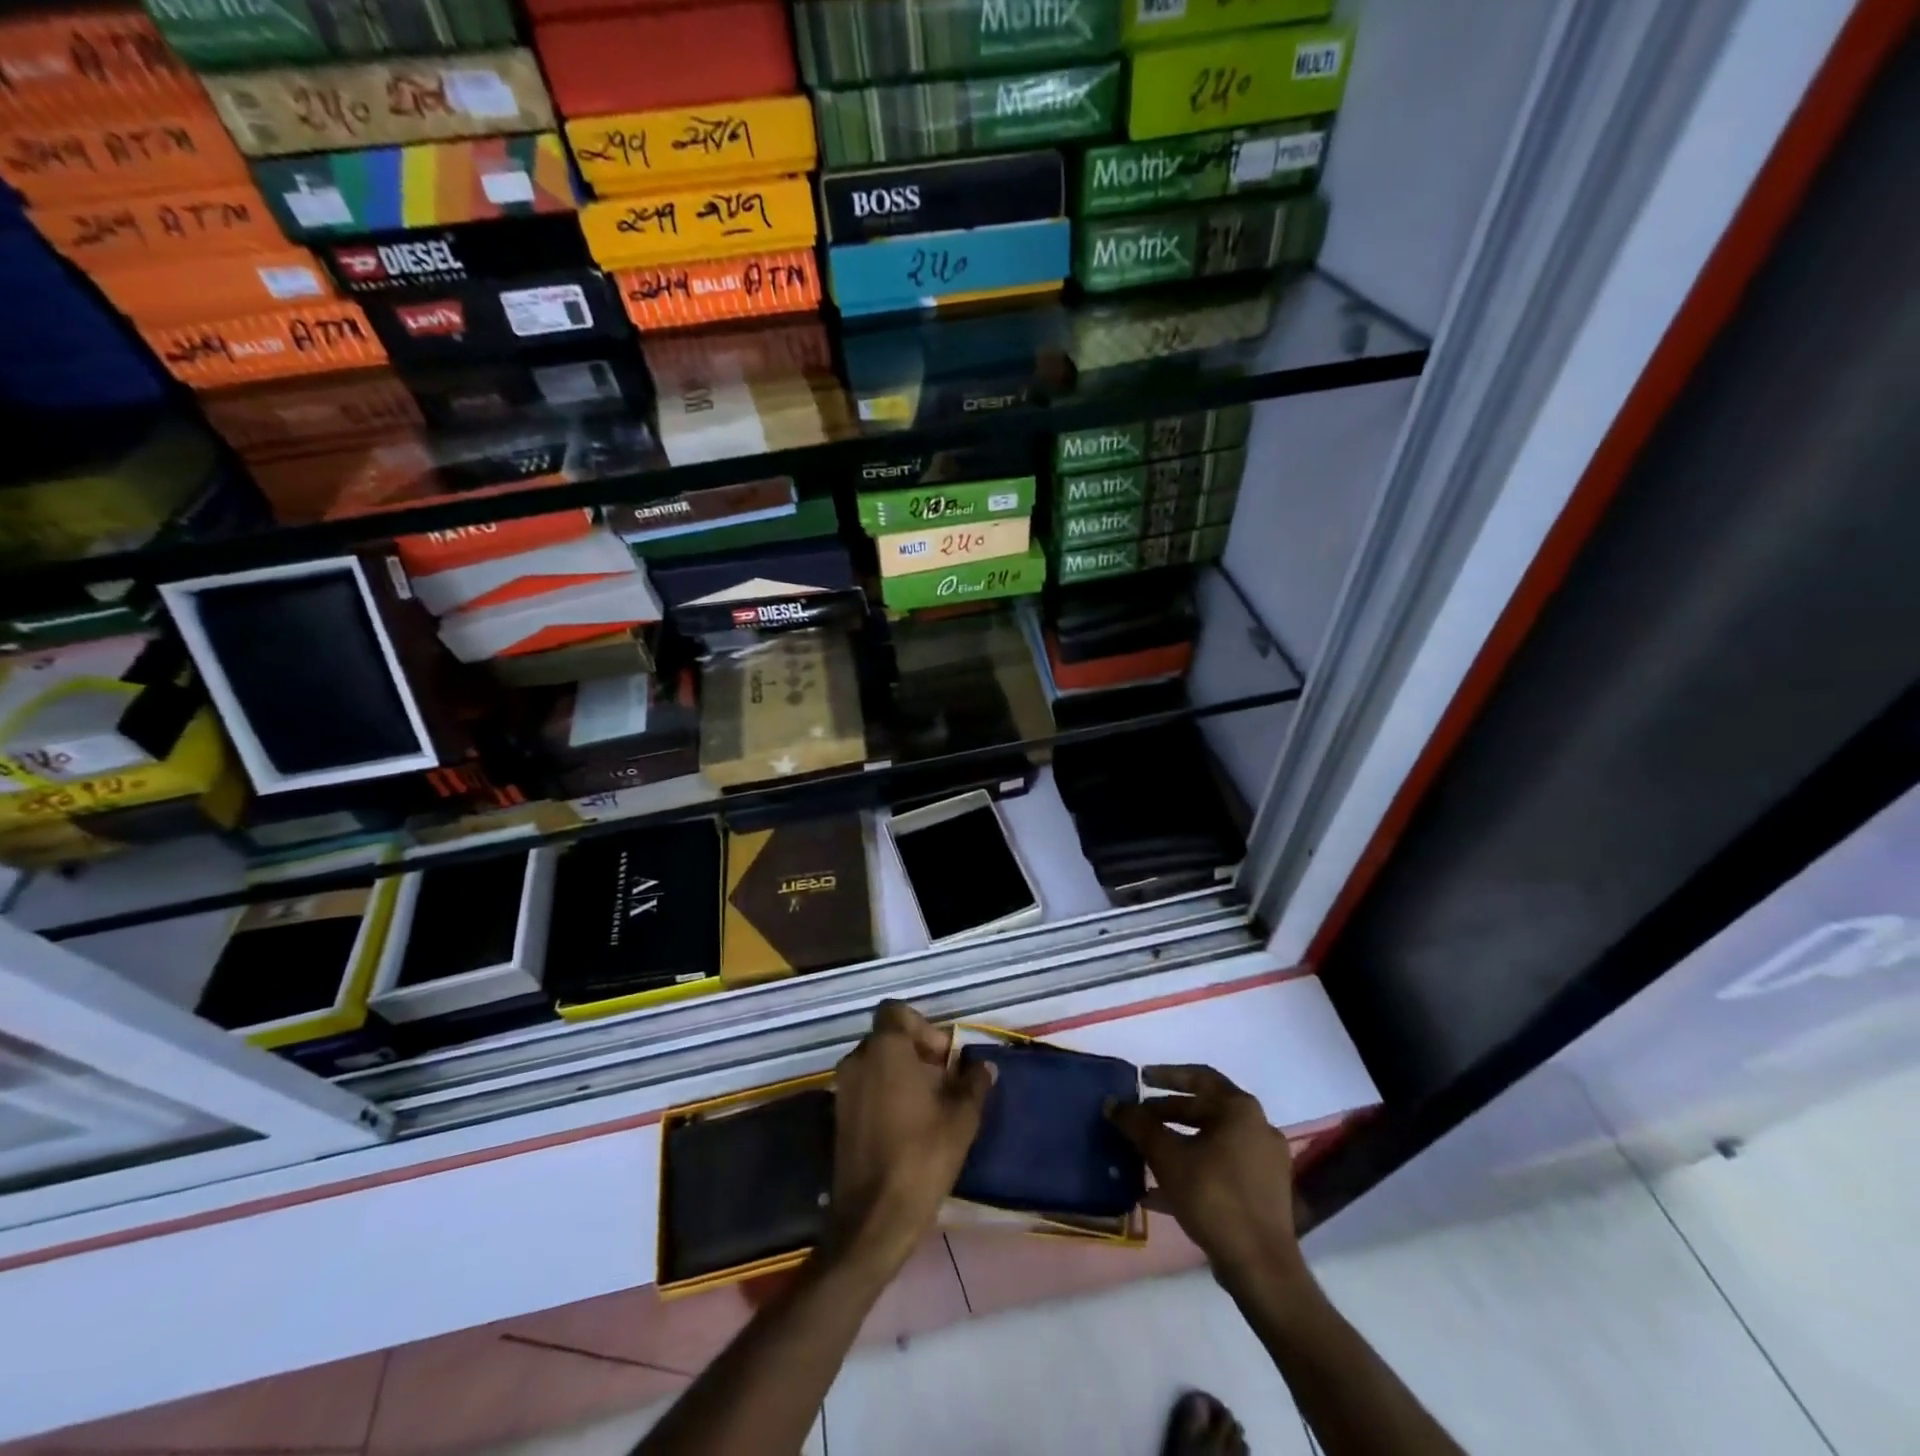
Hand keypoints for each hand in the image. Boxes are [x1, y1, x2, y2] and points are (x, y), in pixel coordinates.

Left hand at [826, 1001, 994, 1275]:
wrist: (873, 1219)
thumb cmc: (921, 1156)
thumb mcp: (962, 1118)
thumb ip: (973, 1083)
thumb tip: (982, 1066)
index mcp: (885, 1049)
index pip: (896, 1011)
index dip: (923, 1026)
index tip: (942, 1058)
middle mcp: (858, 1059)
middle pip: (888, 1037)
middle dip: (916, 1052)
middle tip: (943, 1083)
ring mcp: (843, 1088)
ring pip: (877, 1063)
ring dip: (902, 1074)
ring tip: (929, 1107)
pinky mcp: (838, 1116)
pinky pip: (866, 1087)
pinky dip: (886, 1094)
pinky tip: (908, 1126)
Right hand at [1107, 1064, 1302, 1284]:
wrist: (1261, 1267)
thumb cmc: (1214, 1197)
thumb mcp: (1167, 1157)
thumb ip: (1138, 1125)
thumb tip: (1112, 1103)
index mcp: (1240, 1109)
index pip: (1198, 1076)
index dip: (1166, 1075)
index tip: (1140, 1078)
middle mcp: (1257, 1128)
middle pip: (1204, 1110)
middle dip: (1166, 1115)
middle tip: (1137, 1120)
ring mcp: (1264, 1163)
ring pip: (1210, 1143)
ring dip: (1176, 1145)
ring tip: (1143, 1154)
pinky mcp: (1263, 1194)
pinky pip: (1221, 1170)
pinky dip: (1192, 1172)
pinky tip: (1158, 1193)